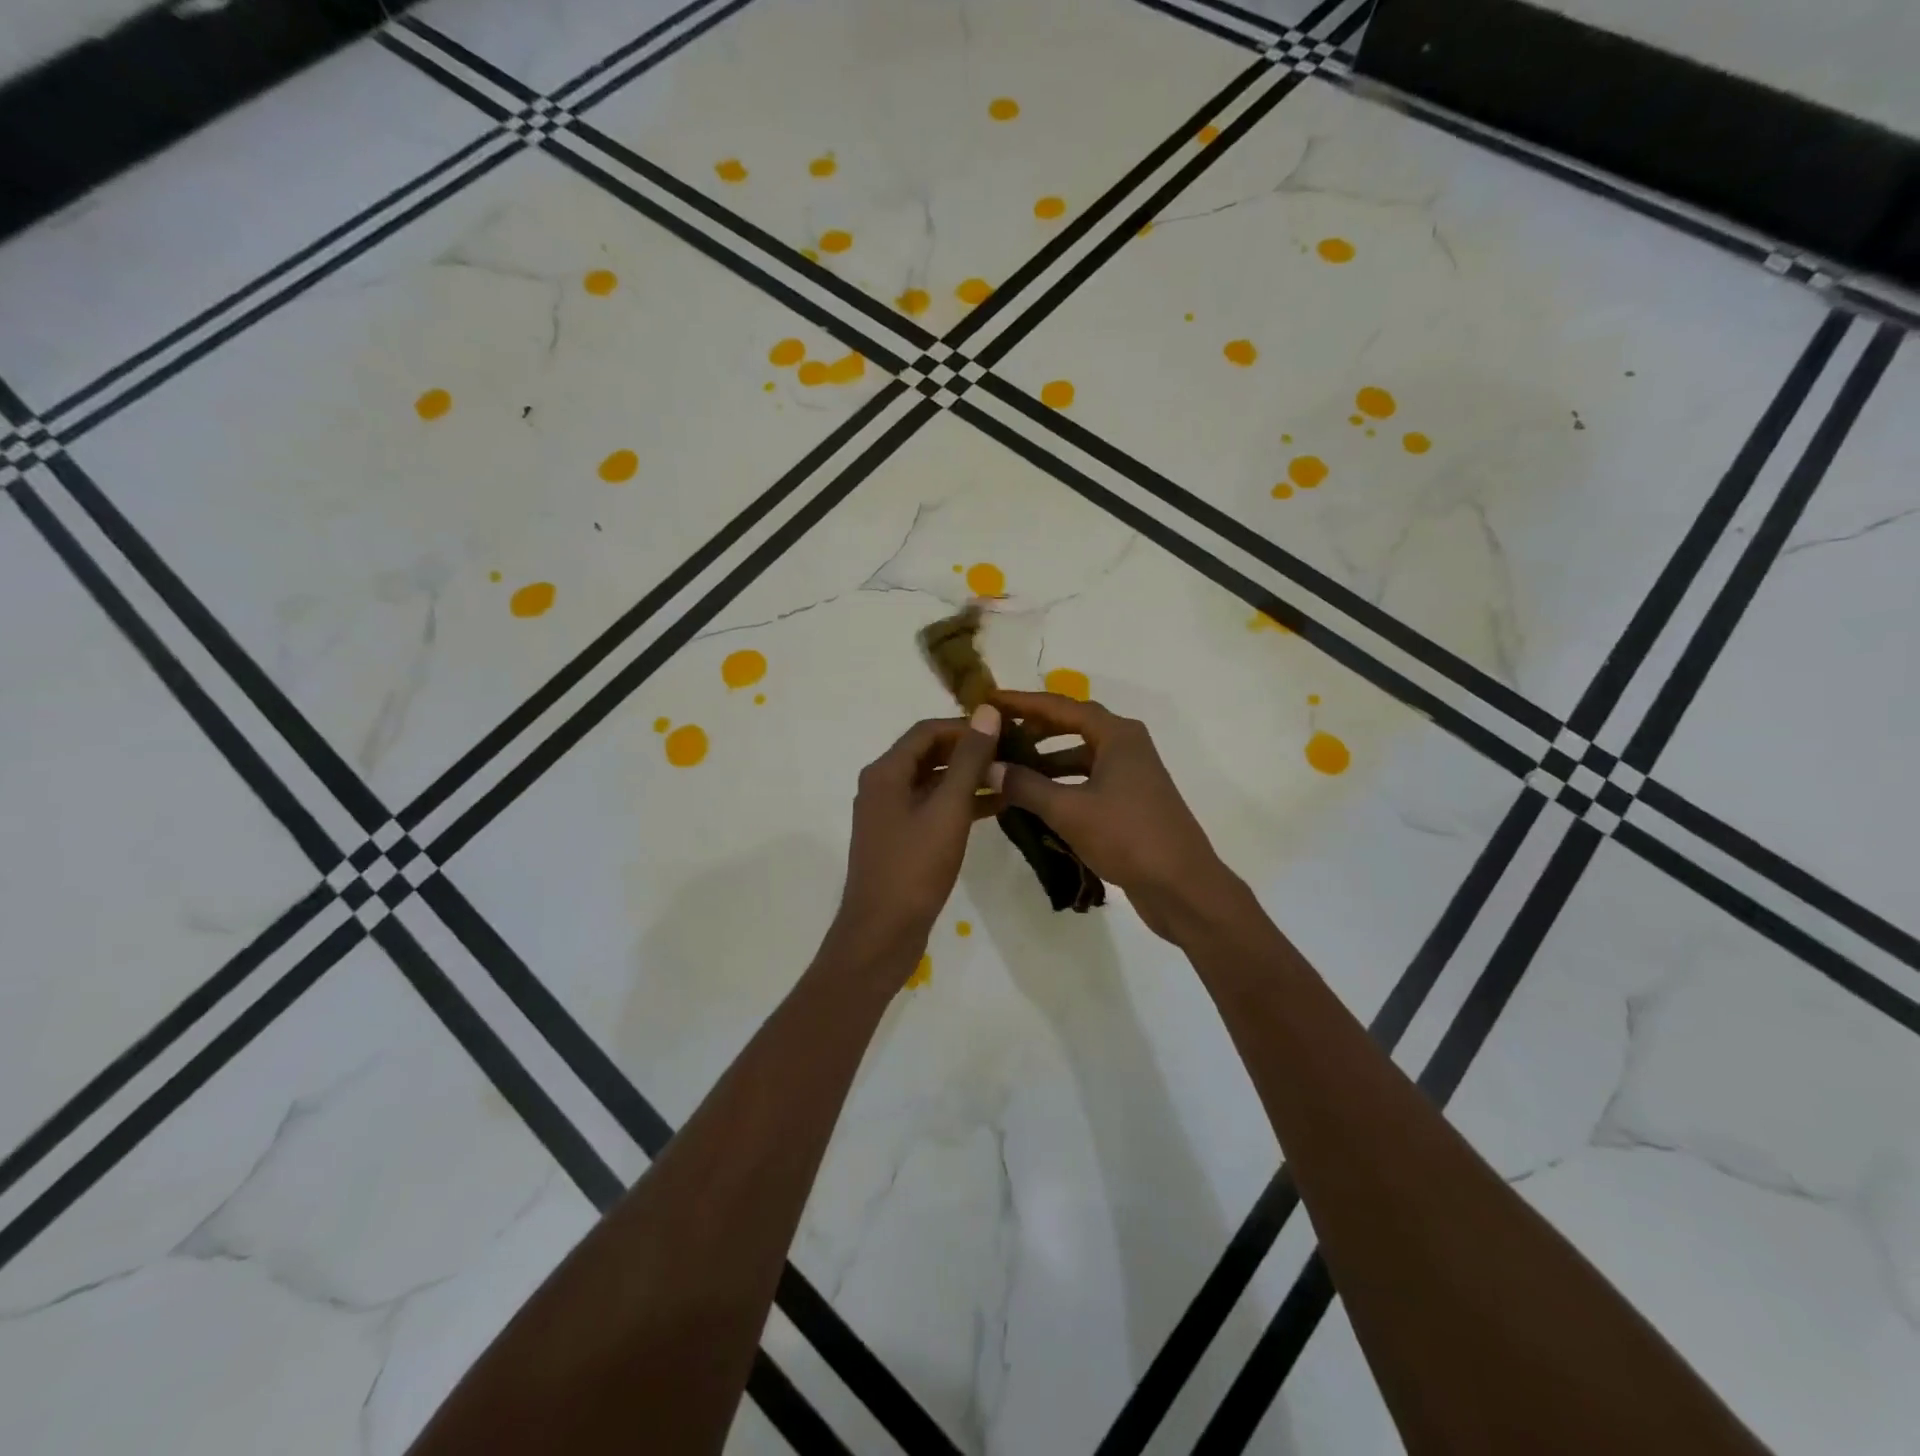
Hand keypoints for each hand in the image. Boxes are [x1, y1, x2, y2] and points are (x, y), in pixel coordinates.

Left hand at [826, 705, 1004, 982]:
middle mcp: (883, 786)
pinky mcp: (901, 839)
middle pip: (930, 754)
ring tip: (1013, 777)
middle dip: (970, 751)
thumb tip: (987, 712)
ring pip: (934, 782)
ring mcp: (890, 814)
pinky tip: (997, 808)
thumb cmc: (914, 868)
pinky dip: (961, 804)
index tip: (1005, 730)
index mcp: (886, 772)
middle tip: (1013, 752)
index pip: (928, 730)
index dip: (966, 726)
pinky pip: (933, 808)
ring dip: (969, 778)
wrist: (882, 933)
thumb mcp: (948, 810)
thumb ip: (969, 760)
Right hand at [991, 690, 1241, 942]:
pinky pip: (1087, 780)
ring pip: (1079, 756)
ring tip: (1007, 767)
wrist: (1182, 886)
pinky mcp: (1130, 801)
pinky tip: (1034, 798)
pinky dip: (1061, 784)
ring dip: (1046, 760)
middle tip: (995, 734)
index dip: (1022, 702)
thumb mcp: (1069, 810)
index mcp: (1117, 735)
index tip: (989, 700)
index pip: (1061, 707)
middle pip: (1072, 726)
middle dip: (1033, 729)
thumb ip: (1026, 785)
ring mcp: (1131, 774)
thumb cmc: (1127, 837)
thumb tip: (988, 767)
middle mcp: (1126, 746)